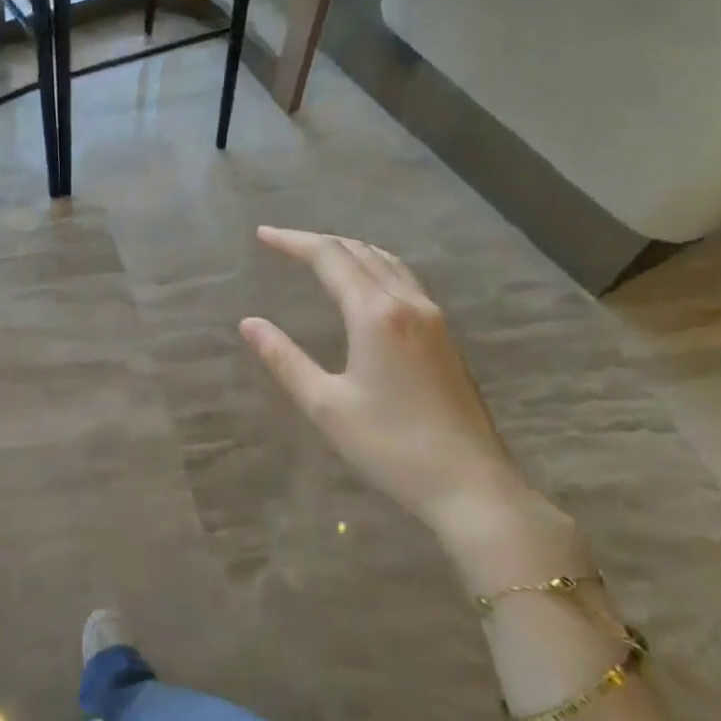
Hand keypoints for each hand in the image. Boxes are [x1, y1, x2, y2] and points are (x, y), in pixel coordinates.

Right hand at [240, 227, 550, 547]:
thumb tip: (249, 323)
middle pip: (361, 252)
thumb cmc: (390, 446)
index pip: (330, 258)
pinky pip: (404, 280)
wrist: (471, 485)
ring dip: (350, 251)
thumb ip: (284, 358)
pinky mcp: (444, 338)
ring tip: (318, 256)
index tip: (262, 235)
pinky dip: (373, 268)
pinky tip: (364, 286)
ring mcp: (433, 319)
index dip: (293, 242)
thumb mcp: (325, 404)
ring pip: (388, 263)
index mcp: (376, 314)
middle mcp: (408, 304)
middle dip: (319, 242)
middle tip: (283, 244)